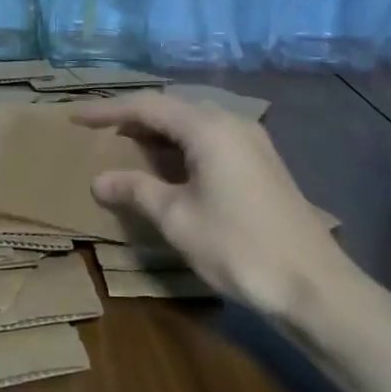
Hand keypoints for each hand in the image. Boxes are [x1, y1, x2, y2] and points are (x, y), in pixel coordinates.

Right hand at [74, 92, 355, 315]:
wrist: (314, 286)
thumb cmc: (239, 247)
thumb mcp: (178, 219)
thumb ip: (136, 191)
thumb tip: (100, 180)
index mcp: (209, 128)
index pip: (148, 106)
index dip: (108, 110)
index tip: (76, 117)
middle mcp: (232, 123)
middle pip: (173, 107)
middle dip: (133, 117)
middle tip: (99, 131)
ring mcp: (251, 142)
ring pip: (193, 123)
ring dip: (158, 132)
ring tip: (125, 146)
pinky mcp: (260, 162)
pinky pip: (210, 139)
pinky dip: (180, 146)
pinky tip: (167, 166)